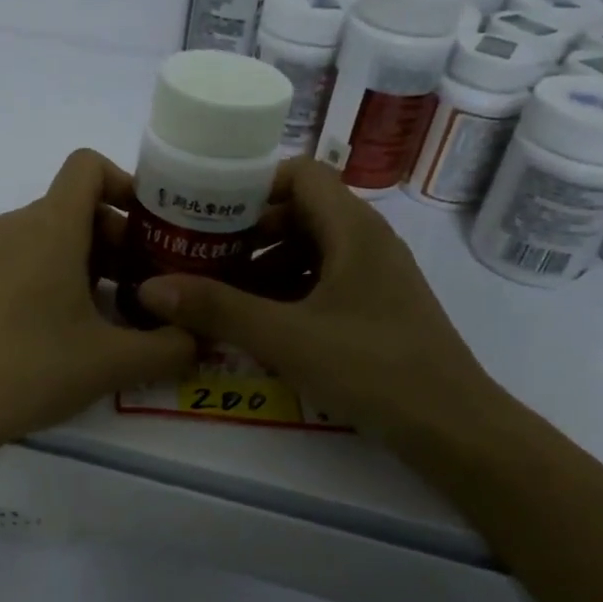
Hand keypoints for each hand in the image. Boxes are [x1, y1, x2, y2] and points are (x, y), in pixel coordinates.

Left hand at [0, 150, 197, 462]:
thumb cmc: (32, 370)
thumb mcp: (113, 363)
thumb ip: (170, 348)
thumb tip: (200, 340)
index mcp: (49, 227)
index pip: (87, 166)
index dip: (126, 184)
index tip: (151, 229)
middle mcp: (14, 227)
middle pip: (74, 206)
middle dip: (117, 237)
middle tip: (145, 286)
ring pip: (47, 235)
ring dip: (86, 260)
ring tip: (109, 313)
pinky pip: (20, 259)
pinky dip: (51, 275)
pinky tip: (62, 330)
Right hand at [136, 158, 503, 447]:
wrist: (452, 426)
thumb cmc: (372, 367)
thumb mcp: (286, 337)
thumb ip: (218, 309)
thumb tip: (150, 288)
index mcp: (353, 228)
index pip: (300, 174)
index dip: (254, 186)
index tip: (208, 213)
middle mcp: (368, 241)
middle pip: (301, 213)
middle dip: (249, 234)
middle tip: (202, 258)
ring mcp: (376, 276)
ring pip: (312, 251)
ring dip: (266, 267)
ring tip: (223, 295)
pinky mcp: (378, 308)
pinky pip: (325, 282)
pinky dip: (290, 293)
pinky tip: (262, 324)